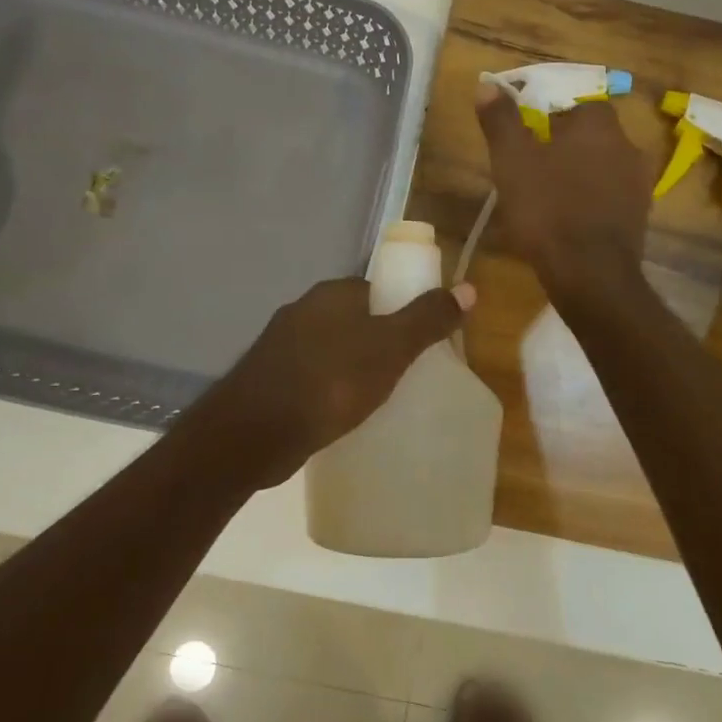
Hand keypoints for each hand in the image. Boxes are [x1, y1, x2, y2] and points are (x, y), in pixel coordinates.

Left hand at [203, 275, 472, 487]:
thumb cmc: (329, 384)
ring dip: (355, 367)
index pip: (377, 290)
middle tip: (409, 372)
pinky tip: (344, 413)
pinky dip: (332, 389)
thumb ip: (427, 320)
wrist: (252, 434)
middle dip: (381, 342)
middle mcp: (303, 311)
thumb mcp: (390, 350)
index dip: (404, 310)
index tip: (424, 342)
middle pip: (355, 319)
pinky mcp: (270, 381)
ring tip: (382, 396)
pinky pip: (314, 376)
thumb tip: (468, 288)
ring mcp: (281, 347)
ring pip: (333, 349)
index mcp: (331, 295)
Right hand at [475, 82, 655, 300]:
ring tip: (550, 197)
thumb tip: (487, 83)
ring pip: (604, 167)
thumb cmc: (548, 210)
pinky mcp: (640, 217)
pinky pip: (612, 198)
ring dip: (581, 175)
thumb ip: (501, 121)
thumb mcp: (512, 162)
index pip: (578, 104)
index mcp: (598, 124)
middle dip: (567, 147)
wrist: (591, 274)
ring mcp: (639, 184)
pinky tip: (571, 221)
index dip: (552, 117)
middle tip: (535, 169)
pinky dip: (593, 202)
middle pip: (593, 136)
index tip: (530, 138)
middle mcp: (627, 146)